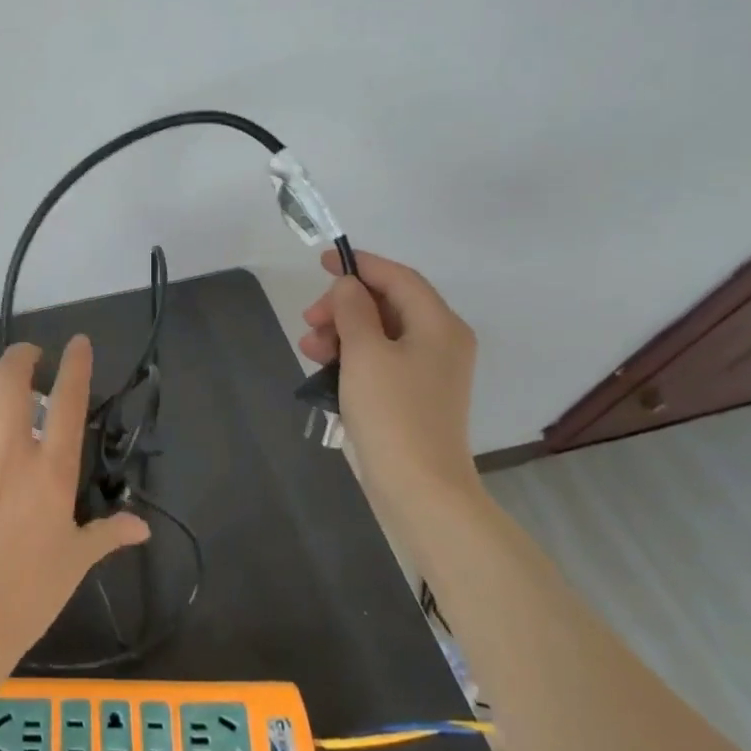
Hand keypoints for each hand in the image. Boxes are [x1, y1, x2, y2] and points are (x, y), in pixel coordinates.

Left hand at [0, 336, 149, 705]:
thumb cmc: (30, 593)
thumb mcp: (76, 561)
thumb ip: (109, 534)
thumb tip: (142, 528)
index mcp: (52, 472)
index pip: (70, 401)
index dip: (77, 364)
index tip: (78, 343)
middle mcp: (10, 452)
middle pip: (11, 378)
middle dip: (21, 355)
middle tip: (28, 359)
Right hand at [299, 249, 479, 502]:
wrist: (419, 488)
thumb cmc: (392, 412)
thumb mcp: (364, 352)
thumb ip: (352, 309)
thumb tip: (347, 286)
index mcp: (438, 324)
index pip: (398, 277)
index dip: (360, 265)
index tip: (322, 262)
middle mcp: (441, 341)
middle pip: (387, 304)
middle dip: (344, 306)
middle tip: (309, 320)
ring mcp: (429, 371)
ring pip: (379, 333)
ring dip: (341, 333)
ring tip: (309, 348)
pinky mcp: (414, 395)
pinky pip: (379, 360)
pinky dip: (351, 356)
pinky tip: (323, 367)